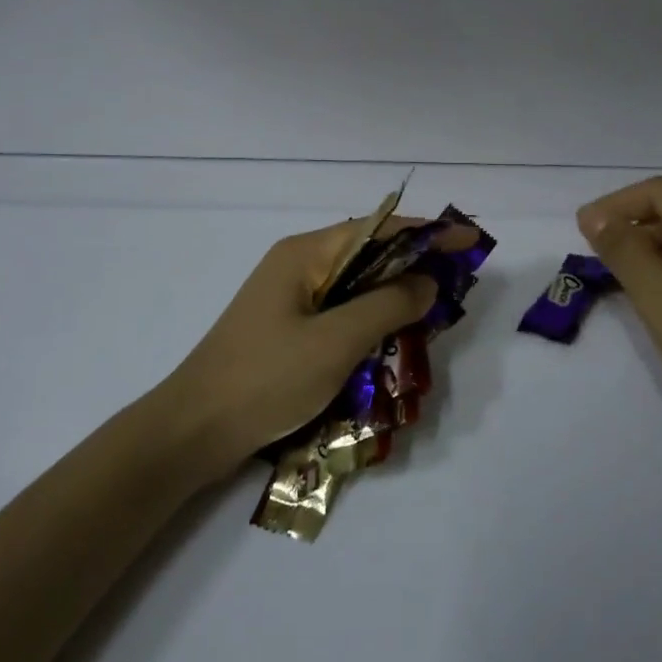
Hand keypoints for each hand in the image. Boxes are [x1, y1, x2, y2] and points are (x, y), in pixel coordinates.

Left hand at [162, 217, 463, 474]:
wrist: (191, 432)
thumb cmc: (265, 378)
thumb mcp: (336, 342)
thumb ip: (387, 306)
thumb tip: (428, 281)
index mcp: (306, 254)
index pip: (380, 229)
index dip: (427, 233)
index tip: (469, 239)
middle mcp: (299, 265)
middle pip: (369, 253)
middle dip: (414, 263)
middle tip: (456, 281)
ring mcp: (290, 297)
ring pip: (356, 284)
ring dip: (394, 294)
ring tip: (434, 309)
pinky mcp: (287, 328)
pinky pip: (341, 310)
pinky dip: (371, 317)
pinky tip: (392, 337)